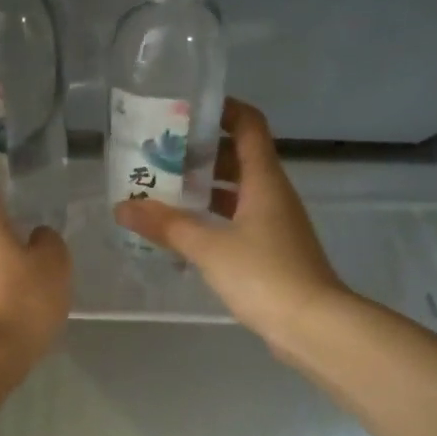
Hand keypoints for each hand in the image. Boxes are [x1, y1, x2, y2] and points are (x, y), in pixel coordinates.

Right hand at [114, 98, 346, 348]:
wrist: (312, 325)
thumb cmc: (264, 275)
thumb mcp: (209, 247)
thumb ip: (166, 226)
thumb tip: (123, 206)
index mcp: (264, 180)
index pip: (248, 125)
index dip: (222, 109)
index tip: (185, 109)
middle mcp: (272, 194)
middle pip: (239, 157)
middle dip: (200, 153)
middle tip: (159, 155)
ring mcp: (274, 224)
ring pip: (237, 192)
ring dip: (204, 188)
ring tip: (162, 190)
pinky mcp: (271, 251)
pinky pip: (237, 220)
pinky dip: (211, 218)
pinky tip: (183, 231)